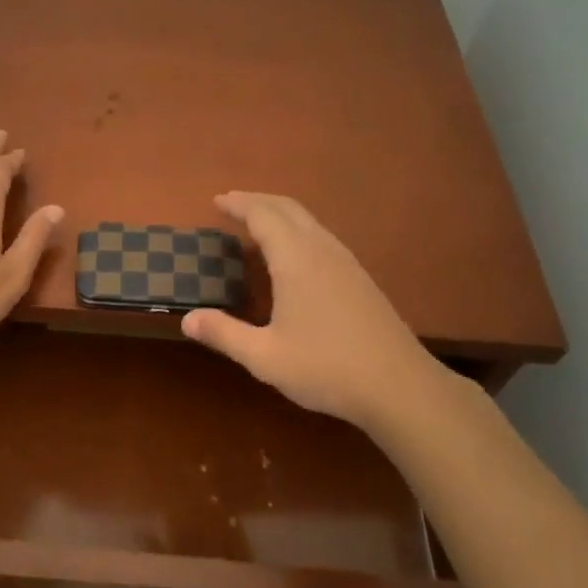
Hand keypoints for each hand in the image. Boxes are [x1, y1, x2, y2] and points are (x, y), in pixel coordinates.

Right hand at [180, 192, 471, 435]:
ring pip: (310, 221)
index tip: (217, 201)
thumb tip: (187, 319)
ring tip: (257, 225)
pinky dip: (298, 231)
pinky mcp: (360, 279)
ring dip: (280, 214)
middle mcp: (322, 250)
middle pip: (288, 209)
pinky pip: (322, 237)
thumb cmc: (326, 368)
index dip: (239, 204)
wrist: (400, 386)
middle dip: (258, 201)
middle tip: (232, 204)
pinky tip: (293, 256)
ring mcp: (346, 263)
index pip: (263, 215)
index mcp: (296, 260)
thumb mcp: (265, 356)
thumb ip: (224, 334)